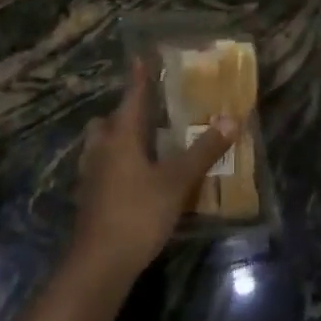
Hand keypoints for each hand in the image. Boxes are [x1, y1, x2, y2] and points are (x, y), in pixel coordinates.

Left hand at [68, 60, 236, 298]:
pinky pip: (102, 168)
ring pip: (102, 145)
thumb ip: (203, 151)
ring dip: (118, 139)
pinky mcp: (90, 198)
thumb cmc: (138, 213)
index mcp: (120, 137)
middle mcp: (101, 149)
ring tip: (144, 143)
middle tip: (149, 111)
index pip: (131, 97)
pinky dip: (117, 163)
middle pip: (109, 121)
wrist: (100, 263)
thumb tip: (231, 119)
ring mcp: (91, 175)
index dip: (139, 77)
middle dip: (125, 112)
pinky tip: (135, 177)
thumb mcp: (177, 181)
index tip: (141, 57)